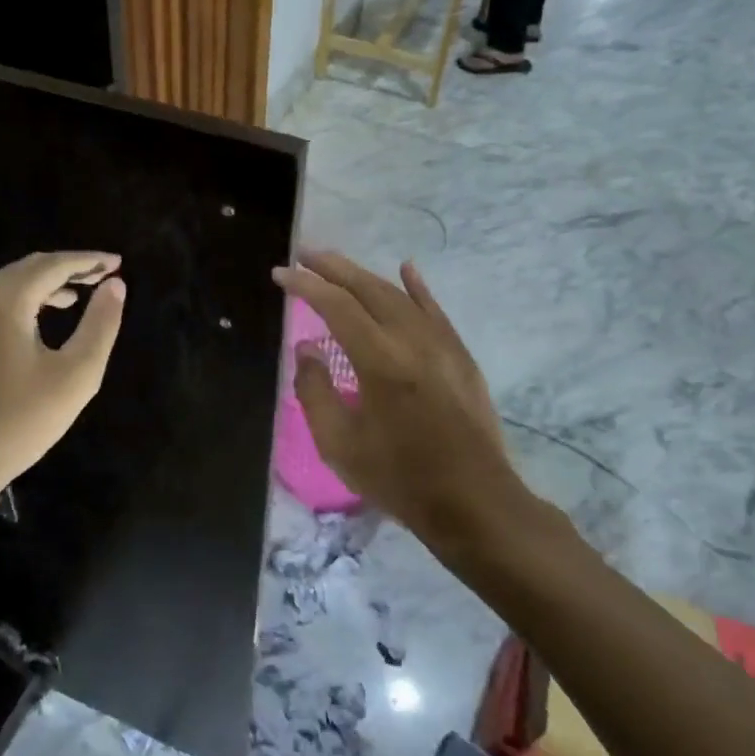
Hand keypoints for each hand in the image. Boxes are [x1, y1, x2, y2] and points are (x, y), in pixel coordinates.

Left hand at [0, 251, 125, 515]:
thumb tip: (115, 286)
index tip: (118, 263)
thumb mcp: (74, 376)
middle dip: (68, 268)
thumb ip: (100, 326)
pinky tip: (38, 323)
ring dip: (45, 285)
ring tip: (77, 297)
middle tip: (103, 276)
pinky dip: (23, 302)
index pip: (54, 264)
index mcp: (4, 299)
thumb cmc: (16, 423)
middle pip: (28, 268)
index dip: (89, 260)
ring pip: (8, 286)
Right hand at [272, 251, 524, 545]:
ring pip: (399, 295)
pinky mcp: (460, 355)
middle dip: (333, 267)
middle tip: (304, 254)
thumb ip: (314, 391)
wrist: (474, 501)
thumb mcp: (340, 444)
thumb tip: (305, 349)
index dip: (306, 286)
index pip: (336, 306)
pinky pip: (434, 309)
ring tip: (337, 264)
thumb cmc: (400, 478)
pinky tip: (406, 268)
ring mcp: (441, 344)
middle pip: (367, 288)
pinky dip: (417, 287)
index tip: (281, 274)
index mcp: (380, 360)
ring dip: (365, 275)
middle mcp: (412, 340)